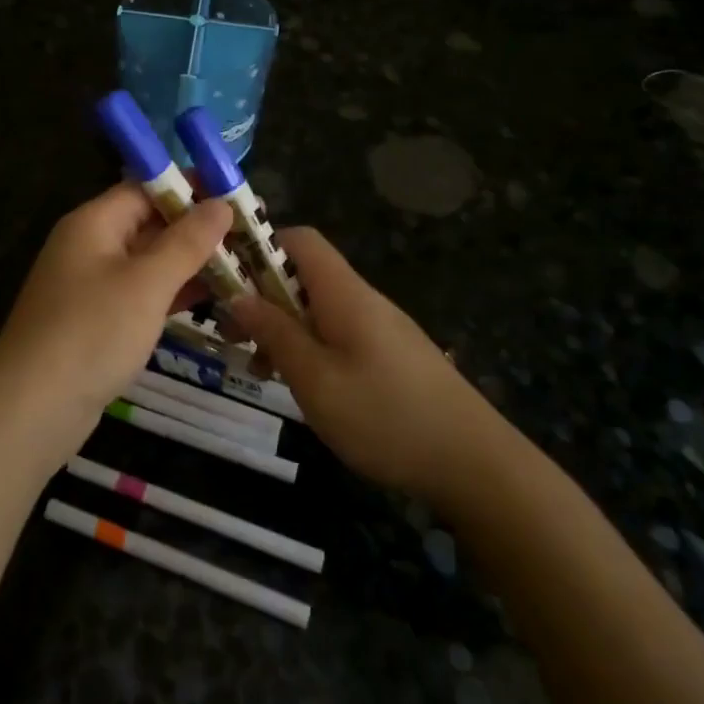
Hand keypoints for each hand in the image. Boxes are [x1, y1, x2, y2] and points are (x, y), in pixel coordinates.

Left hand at [0, 183, 233, 461]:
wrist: (33, 408)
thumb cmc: (92, 332)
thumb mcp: (147, 283)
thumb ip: (187, 241)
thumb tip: (221, 203)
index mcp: (94, 222)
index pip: (146, 187)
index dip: (191, 187)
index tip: (236, 194)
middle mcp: (90, 245)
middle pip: (149, 222)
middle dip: (196, 228)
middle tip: (248, 235)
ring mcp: (91, 285)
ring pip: (148, 261)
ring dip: (190, 262)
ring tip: (242, 266)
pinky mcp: (97, 320)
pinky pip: (141, 293)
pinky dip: (173, 293)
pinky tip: (212, 299)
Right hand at [230, 228, 508, 497]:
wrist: (476, 464)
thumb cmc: (386, 416)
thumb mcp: (315, 379)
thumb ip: (275, 333)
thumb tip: (237, 295)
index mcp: (343, 292)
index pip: (298, 239)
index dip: (259, 248)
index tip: (227, 279)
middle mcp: (361, 299)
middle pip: (303, 275)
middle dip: (262, 296)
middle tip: (232, 334)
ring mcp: (379, 327)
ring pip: (317, 309)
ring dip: (282, 328)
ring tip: (257, 367)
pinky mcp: (390, 355)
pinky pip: (337, 334)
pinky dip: (309, 348)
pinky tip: (299, 385)